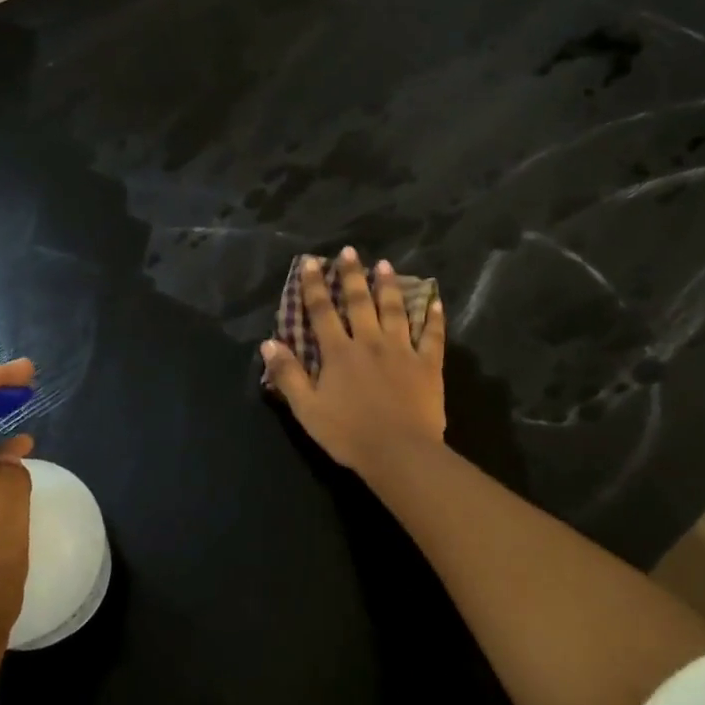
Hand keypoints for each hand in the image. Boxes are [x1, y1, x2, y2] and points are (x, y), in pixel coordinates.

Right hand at [261, 248, 445, 473]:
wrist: (399, 453)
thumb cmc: (348, 434)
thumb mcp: (307, 409)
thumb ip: (288, 375)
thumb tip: (269, 343)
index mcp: (339, 353)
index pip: (322, 311)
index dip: (314, 285)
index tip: (311, 262)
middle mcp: (370, 342)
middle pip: (360, 302)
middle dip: (352, 275)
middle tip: (350, 251)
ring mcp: (403, 351)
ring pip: (396, 310)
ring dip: (390, 286)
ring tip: (385, 265)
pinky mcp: (428, 365)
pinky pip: (433, 335)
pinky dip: (434, 317)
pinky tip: (435, 300)